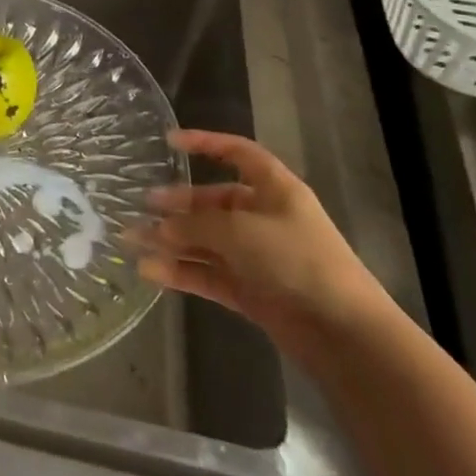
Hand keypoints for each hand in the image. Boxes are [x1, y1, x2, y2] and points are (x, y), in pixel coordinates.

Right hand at [134, 131, 388, 357]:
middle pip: (212, 203)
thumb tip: (160, 228)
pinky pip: (207, 273)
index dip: (206, 143)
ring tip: (130, 240)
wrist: (344, 333)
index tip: (169, 141)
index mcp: (275, 190)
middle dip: (177, 205)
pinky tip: (149, 271)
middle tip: (142, 206)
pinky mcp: (250, 291)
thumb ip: (195, 226)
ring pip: (205, 241)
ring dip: (170, 241)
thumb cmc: (297, 261)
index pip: (238, 153)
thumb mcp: (240, 232)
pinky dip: (180, 271)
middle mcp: (264, 218)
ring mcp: (257, 257)